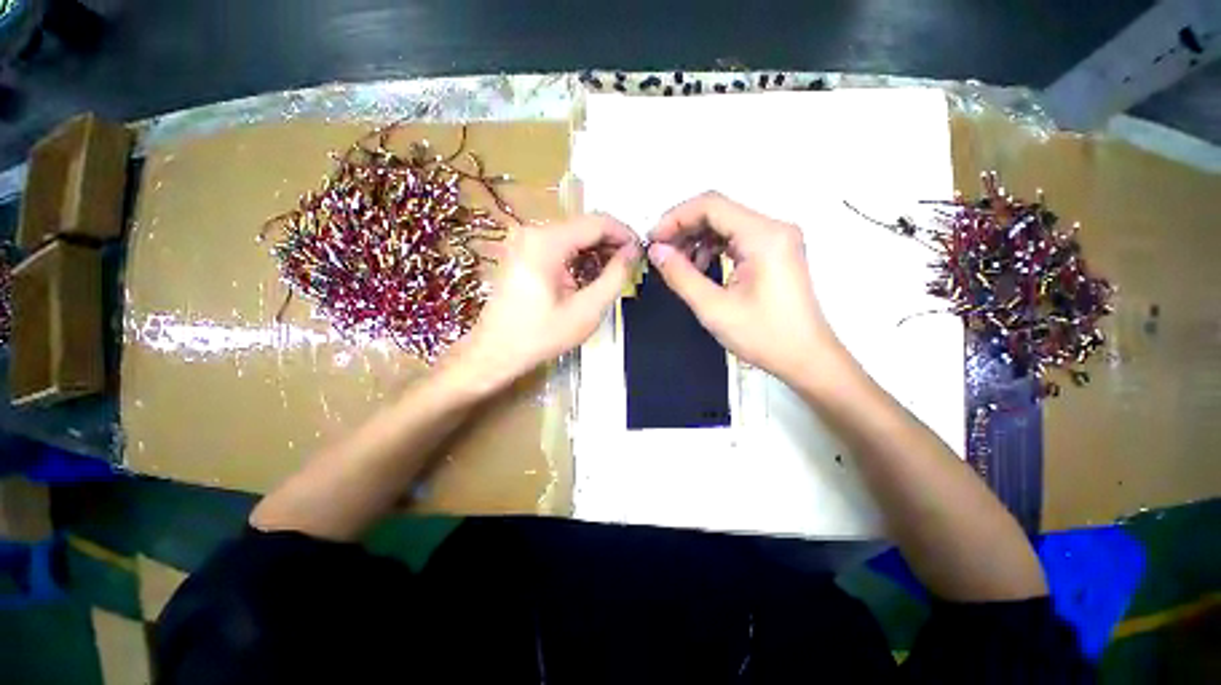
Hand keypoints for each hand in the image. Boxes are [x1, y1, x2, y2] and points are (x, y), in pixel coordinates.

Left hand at [442, 214, 639, 394]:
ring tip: (612, 275)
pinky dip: (579, 257)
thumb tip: (633, 252)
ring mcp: (525, 240)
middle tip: (629, 267)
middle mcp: (533, 231)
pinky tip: (589, 277)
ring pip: (574, 235)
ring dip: (596, 251)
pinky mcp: (523, 252)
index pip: (597, 222)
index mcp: (546, 242)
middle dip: (610, 244)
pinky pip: (560, 245)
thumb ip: (614, 277)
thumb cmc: (540, 336)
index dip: (624, 234)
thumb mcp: (586, 311)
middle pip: (584, 226)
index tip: (641, 253)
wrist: (495, 352)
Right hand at [648, 192, 841, 381]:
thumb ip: (680, 275)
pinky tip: (701, 270)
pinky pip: (737, 239)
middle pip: (718, 212)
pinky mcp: (775, 252)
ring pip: (726, 225)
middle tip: (660, 254)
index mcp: (763, 236)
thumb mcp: (713, 308)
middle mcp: (774, 228)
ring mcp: (777, 239)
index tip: (653, 240)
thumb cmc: (765, 336)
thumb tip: (656, 251)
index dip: (675, 218)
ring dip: (697, 240)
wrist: (806, 358)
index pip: (711, 206)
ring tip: (679, 266)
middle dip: (684, 230)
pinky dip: (713, 249)